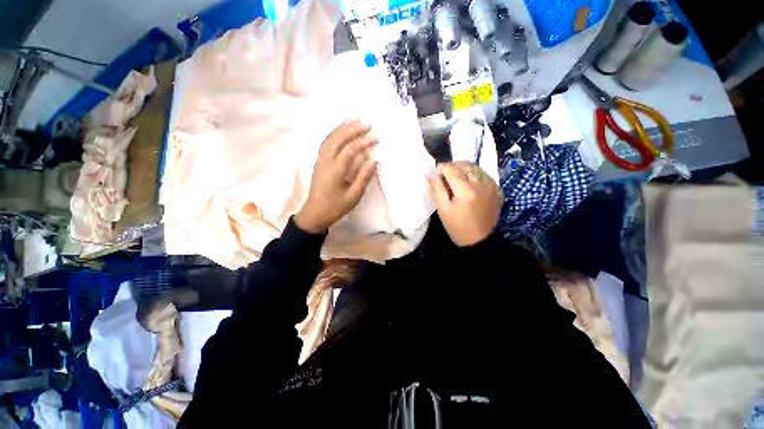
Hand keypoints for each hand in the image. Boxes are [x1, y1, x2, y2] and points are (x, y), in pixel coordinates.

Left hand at [295, 120, 377, 232]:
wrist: (314, 213)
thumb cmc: (335, 207)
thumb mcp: (353, 196)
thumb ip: (364, 177)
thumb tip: (374, 160)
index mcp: (335, 171)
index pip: (350, 150)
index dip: (363, 142)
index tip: (376, 137)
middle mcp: (325, 161)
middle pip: (338, 138)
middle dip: (352, 129)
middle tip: (367, 124)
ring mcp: (320, 160)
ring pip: (330, 138)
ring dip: (343, 127)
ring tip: (355, 120)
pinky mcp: (318, 161)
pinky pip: (326, 142)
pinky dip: (335, 133)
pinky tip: (342, 131)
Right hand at [426, 162, 502, 245]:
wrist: (478, 240)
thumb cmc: (456, 226)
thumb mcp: (442, 208)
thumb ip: (436, 187)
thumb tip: (429, 170)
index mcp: (466, 190)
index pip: (452, 169)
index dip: (441, 168)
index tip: (435, 174)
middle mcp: (482, 184)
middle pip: (465, 165)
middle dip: (452, 167)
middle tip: (444, 177)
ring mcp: (492, 186)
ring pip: (476, 167)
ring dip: (464, 169)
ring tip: (456, 180)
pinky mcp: (498, 190)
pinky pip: (484, 175)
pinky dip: (475, 175)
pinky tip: (469, 184)